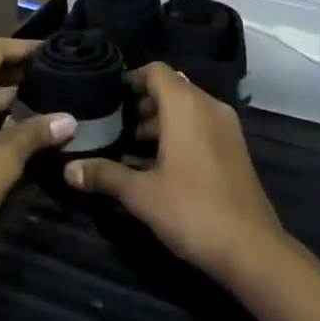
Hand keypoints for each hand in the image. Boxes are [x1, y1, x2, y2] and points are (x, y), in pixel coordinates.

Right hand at [66, 64, 286, 284]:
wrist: (251, 249)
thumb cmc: (192, 211)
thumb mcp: (141, 194)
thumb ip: (104, 175)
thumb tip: (67, 169)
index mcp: (187, 107)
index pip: (156, 71)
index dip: (130, 79)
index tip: (107, 97)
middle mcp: (209, 107)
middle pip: (171, 88)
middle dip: (141, 103)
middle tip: (112, 125)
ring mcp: (226, 128)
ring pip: (187, 109)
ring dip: (159, 121)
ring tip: (129, 146)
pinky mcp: (234, 149)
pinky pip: (200, 126)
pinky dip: (178, 134)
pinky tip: (157, 165)